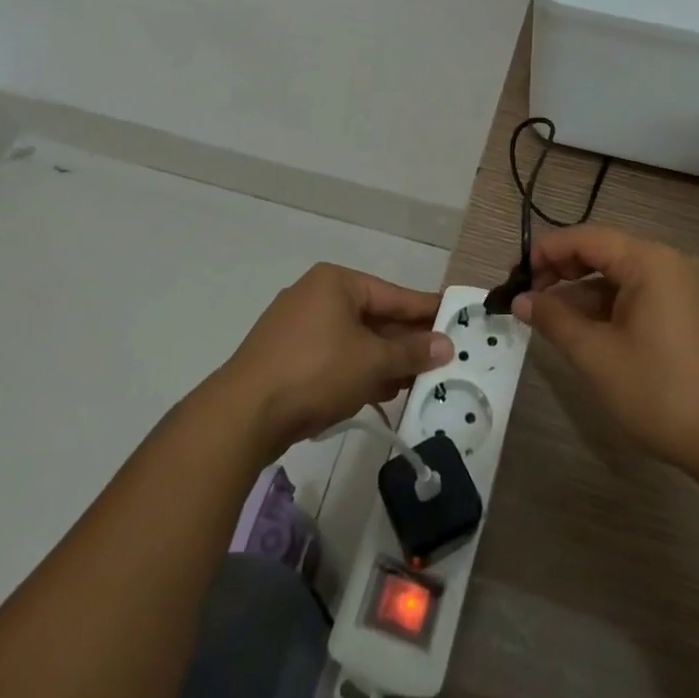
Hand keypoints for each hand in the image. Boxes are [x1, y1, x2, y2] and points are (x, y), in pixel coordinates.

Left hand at [217, 263, 451, 457]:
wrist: (244, 414)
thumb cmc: (316, 371)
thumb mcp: (372, 361)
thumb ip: (411, 352)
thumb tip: (445, 344)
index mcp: (336, 283)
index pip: (393, 294)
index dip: (425, 309)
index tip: (454, 316)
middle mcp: (315, 296)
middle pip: (373, 316)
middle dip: (405, 340)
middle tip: (441, 357)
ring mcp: (296, 327)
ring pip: (353, 340)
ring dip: (384, 360)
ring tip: (418, 380)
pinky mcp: (285, 357)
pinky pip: (333, 357)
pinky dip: (358, 371)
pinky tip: (381, 391)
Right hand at [512, 226, 698, 472]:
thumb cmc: (661, 391)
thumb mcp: (597, 356)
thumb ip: (554, 319)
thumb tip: (520, 300)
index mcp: (649, 261)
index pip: (585, 237)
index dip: (545, 251)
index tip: (515, 276)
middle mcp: (668, 263)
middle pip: (603, 251)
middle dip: (561, 270)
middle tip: (528, 297)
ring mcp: (682, 288)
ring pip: (618, 276)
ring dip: (582, 292)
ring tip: (548, 319)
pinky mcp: (687, 312)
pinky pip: (637, 295)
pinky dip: (607, 307)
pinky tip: (584, 331)